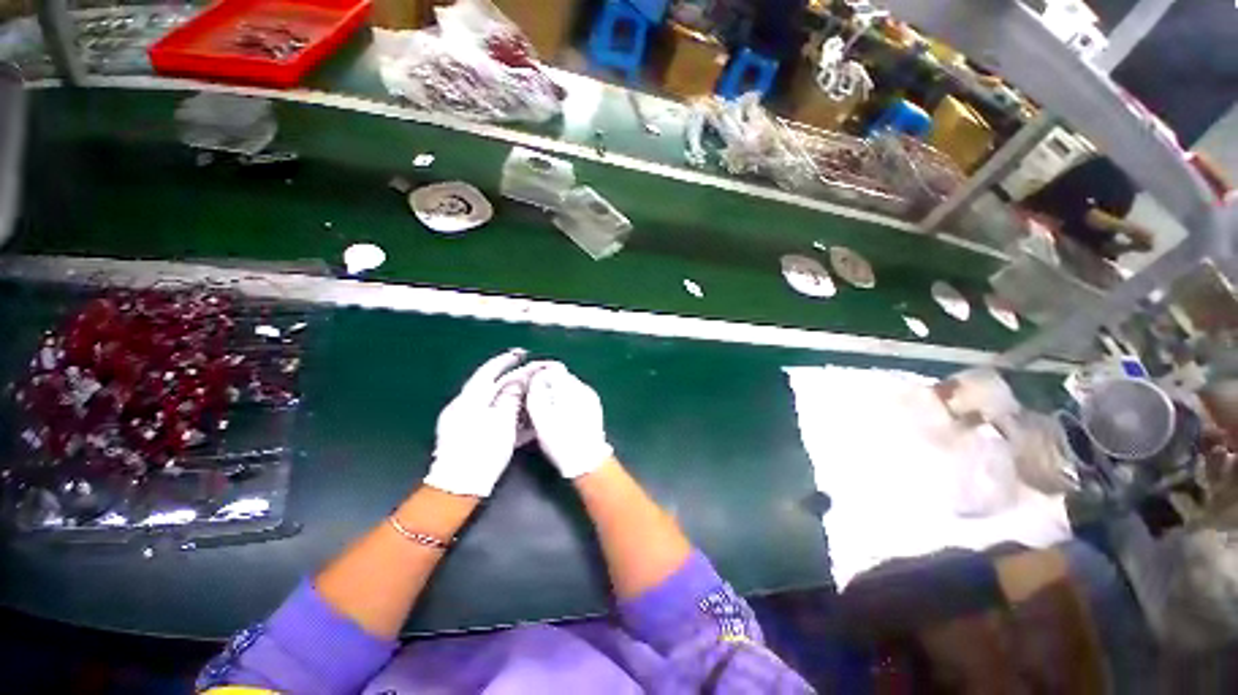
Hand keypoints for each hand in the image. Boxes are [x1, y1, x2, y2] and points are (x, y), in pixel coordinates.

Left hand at [423, 349, 536, 496]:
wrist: (457, 487)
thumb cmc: (482, 452)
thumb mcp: (502, 422)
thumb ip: (510, 397)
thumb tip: (517, 380)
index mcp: (470, 399)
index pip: (489, 371)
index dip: (506, 360)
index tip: (522, 353)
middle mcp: (464, 405)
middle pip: (492, 386)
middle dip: (512, 378)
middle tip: (531, 373)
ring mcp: (463, 421)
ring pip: (492, 401)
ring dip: (511, 396)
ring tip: (530, 393)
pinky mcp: (467, 435)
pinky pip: (489, 416)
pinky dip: (505, 413)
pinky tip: (519, 416)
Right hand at [526, 363, 613, 478]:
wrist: (587, 461)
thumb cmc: (561, 440)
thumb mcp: (540, 416)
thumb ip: (536, 392)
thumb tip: (536, 377)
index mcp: (570, 387)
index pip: (553, 368)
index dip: (538, 373)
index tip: (528, 383)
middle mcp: (583, 388)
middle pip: (561, 376)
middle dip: (547, 383)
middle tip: (534, 398)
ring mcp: (591, 397)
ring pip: (569, 387)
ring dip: (556, 393)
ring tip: (546, 409)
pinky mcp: (594, 407)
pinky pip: (576, 396)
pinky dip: (566, 400)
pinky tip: (560, 415)